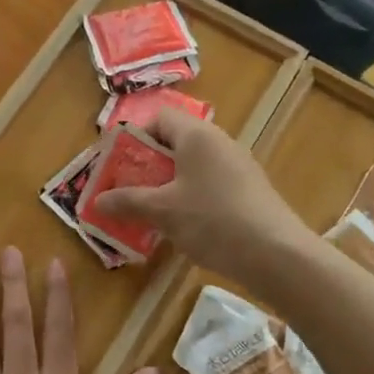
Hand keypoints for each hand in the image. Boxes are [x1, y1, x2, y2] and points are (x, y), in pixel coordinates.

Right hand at [94, 107, 311, 283]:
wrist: (277, 255)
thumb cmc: (213, 220)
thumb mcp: (163, 211)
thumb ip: (128, 202)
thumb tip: (96, 202)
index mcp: (197, 135)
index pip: (160, 118)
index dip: (136, 136)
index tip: (120, 164)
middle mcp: (219, 142)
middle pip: (176, 141)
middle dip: (149, 165)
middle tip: (129, 189)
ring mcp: (239, 166)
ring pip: (194, 165)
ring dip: (169, 183)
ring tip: (152, 210)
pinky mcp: (250, 190)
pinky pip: (211, 183)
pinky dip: (192, 196)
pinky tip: (185, 225)